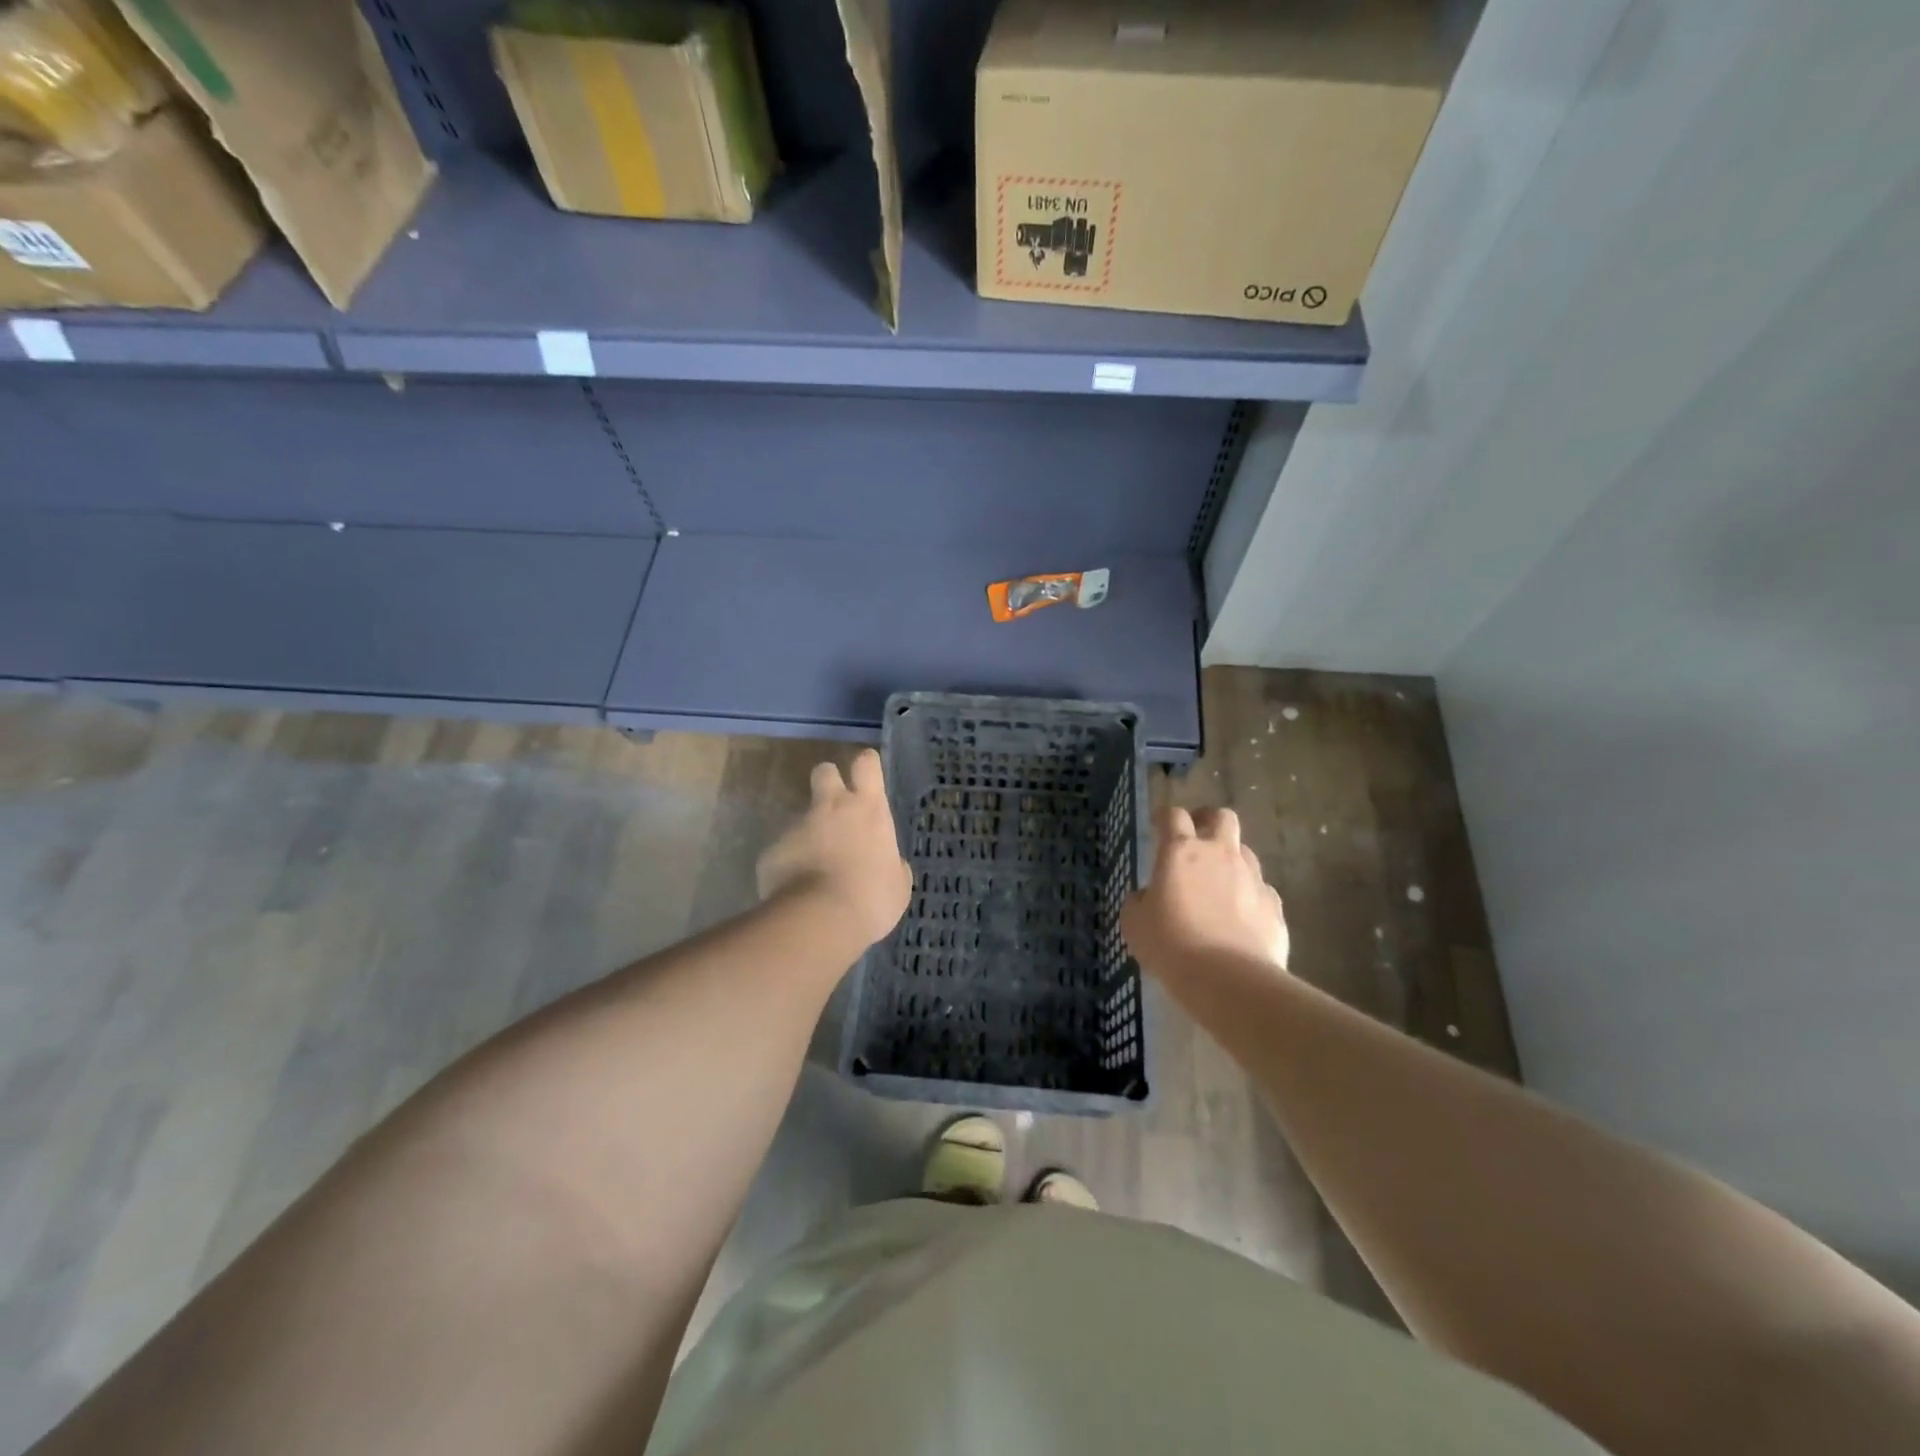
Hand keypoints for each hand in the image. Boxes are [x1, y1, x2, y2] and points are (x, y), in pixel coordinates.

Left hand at [757, 749, 911, 948]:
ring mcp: (797, 826)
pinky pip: (783, 851)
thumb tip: (889, 864)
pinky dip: (790, 865)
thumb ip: (892, 866)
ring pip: (802, 818)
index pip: (866, 764)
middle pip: (824, 771)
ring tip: (815, 870)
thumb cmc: (872, 898)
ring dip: (809, 835)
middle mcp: (831, 807)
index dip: (866, 765)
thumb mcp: (897, 885)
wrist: (820, 919)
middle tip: (834, 807)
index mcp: (868, 810)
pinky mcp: (772, 849)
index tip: (866, 775)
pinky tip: (795, 890)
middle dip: (828, 781)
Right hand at [1121, 806, 1288, 980]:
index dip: (1164, 817)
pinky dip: (1249, 896)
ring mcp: (1252, 878)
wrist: (1228, 979)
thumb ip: (1140, 900)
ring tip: (1219, 884)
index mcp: (1180, 852)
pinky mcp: (1274, 905)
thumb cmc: (1171, 945)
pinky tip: (1240, 918)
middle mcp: (1219, 854)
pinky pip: (1261, 889)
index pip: (1173, 816)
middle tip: (1198, 839)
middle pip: (1222, 817)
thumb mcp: (1135, 922)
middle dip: (1209, 821)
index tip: (1158, 825)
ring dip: (1231, 860)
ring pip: (1245, 852)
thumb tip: (1148, 896)